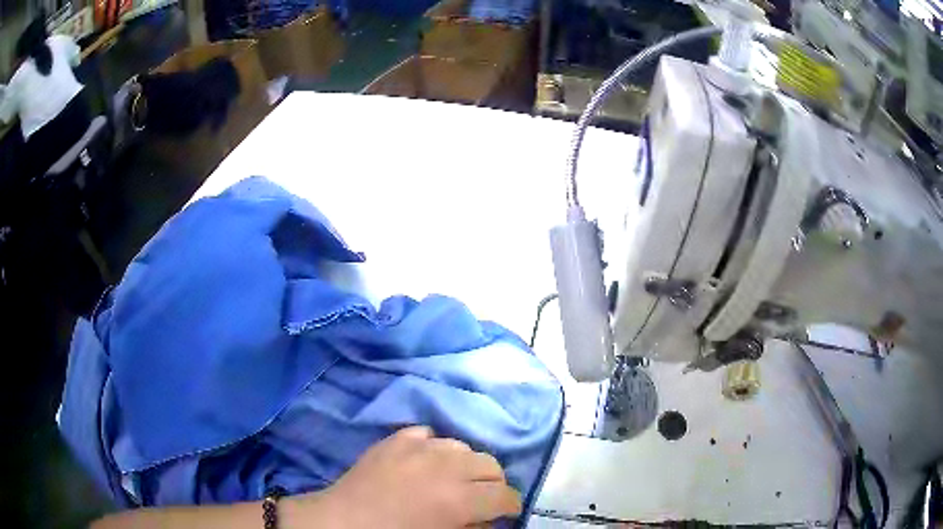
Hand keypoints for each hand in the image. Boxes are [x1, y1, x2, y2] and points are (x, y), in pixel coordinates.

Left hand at [286, 426, 521, 528]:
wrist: (343, 522)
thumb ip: (473, 528)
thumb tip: (490, 519)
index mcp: (460, 499)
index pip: (505, 495)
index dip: (509, 506)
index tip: (505, 512)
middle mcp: (446, 466)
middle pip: (490, 464)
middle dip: (492, 483)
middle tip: (479, 498)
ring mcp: (419, 447)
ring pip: (461, 446)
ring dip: (463, 464)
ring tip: (449, 479)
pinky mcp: (396, 438)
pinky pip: (428, 434)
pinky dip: (432, 447)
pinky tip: (424, 462)